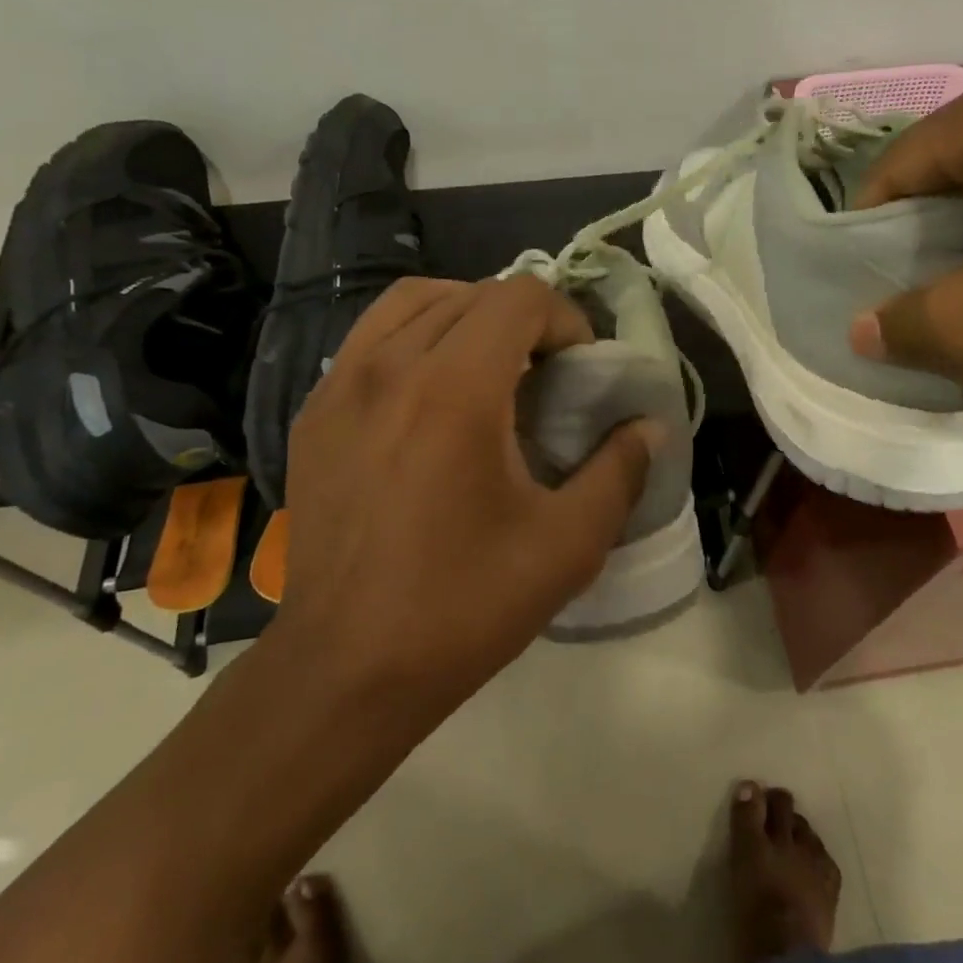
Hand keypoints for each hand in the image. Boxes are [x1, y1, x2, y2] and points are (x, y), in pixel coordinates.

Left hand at [268, 275, 656, 716]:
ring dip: (465, 315)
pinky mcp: (313, 413)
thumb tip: (649, 426)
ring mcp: (340, 385)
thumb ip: (620, 471)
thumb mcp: (567, 544)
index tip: (579, 369)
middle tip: (543, 374)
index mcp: (455, 389)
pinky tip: (429, 394)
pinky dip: (414, 338)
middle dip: (522, 319)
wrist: (345, 668)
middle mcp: (391, 366)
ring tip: (489, 367)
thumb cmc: (463, 605)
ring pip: (413, 302)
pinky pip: (369, 339)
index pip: (520, 297)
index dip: (565, 319)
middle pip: (471, 293)